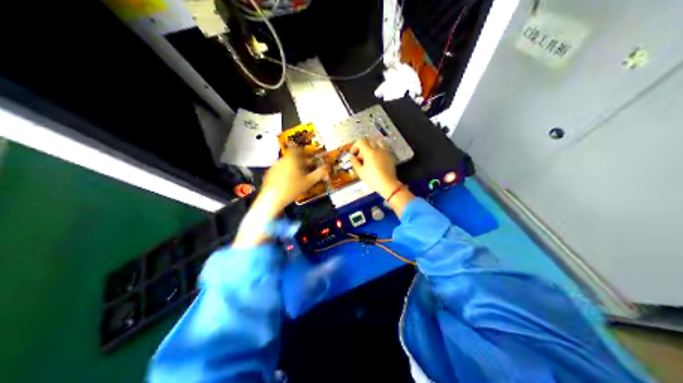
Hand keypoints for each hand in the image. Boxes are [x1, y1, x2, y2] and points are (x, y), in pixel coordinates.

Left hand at [234, 152, 328, 246]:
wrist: (272, 199)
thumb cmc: (292, 188)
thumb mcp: (308, 182)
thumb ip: (319, 174)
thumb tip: (327, 168)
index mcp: (291, 158)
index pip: (297, 148)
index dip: (304, 152)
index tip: (309, 157)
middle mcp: (281, 160)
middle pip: (292, 157)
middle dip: (301, 162)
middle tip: (308, 169)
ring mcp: (274, 167)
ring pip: (286, 164)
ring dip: (293, 168)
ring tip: (300, 178)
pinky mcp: (269, 175)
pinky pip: (280, 170)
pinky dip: (286, 174)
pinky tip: (289, 183)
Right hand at [353, 139, 401, 198]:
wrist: (388, 185)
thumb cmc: (372, 179)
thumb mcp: (360, 172)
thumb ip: (354, 162)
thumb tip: (351, 156)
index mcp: (369, 152)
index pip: (360, 141)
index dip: (355, 146)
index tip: (353, 154)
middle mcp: (377, 149)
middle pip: (368, 142)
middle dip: (363, 148)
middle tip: (361, 158)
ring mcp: (385, 152)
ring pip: (377, 144)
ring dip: (372, 148)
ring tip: (370, 157)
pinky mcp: (390, 156)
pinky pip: (384, 149)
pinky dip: (379, 151)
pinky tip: (378, 160)